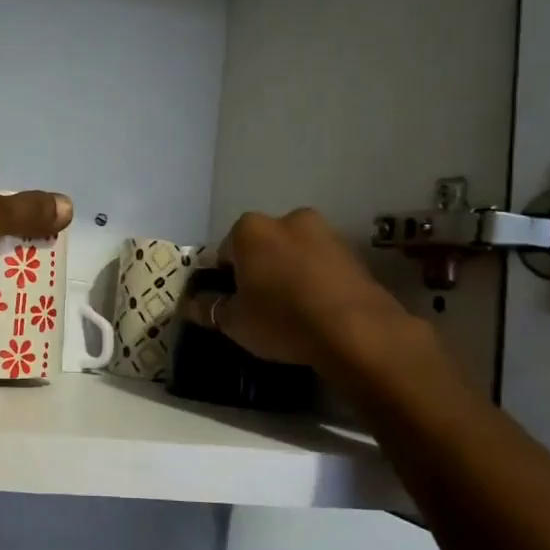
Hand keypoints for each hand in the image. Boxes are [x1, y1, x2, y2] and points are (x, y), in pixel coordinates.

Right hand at [184, 209, 412, 367]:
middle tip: (261, 308)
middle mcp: (287, 218)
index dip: (225, 281)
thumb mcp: (234, 322)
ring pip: (294, 253)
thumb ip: (209, 308)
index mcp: (250, 229)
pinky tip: (318, 309)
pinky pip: (322, 265)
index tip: (233, 305)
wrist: (357, 331)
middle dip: (259, 271)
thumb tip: (192, 304)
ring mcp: (325, 231)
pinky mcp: (353, 252)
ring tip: (293, 311)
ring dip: (289, 273)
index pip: (225, 253)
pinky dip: (315, 280)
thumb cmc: (282, 319)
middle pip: (262, 247)